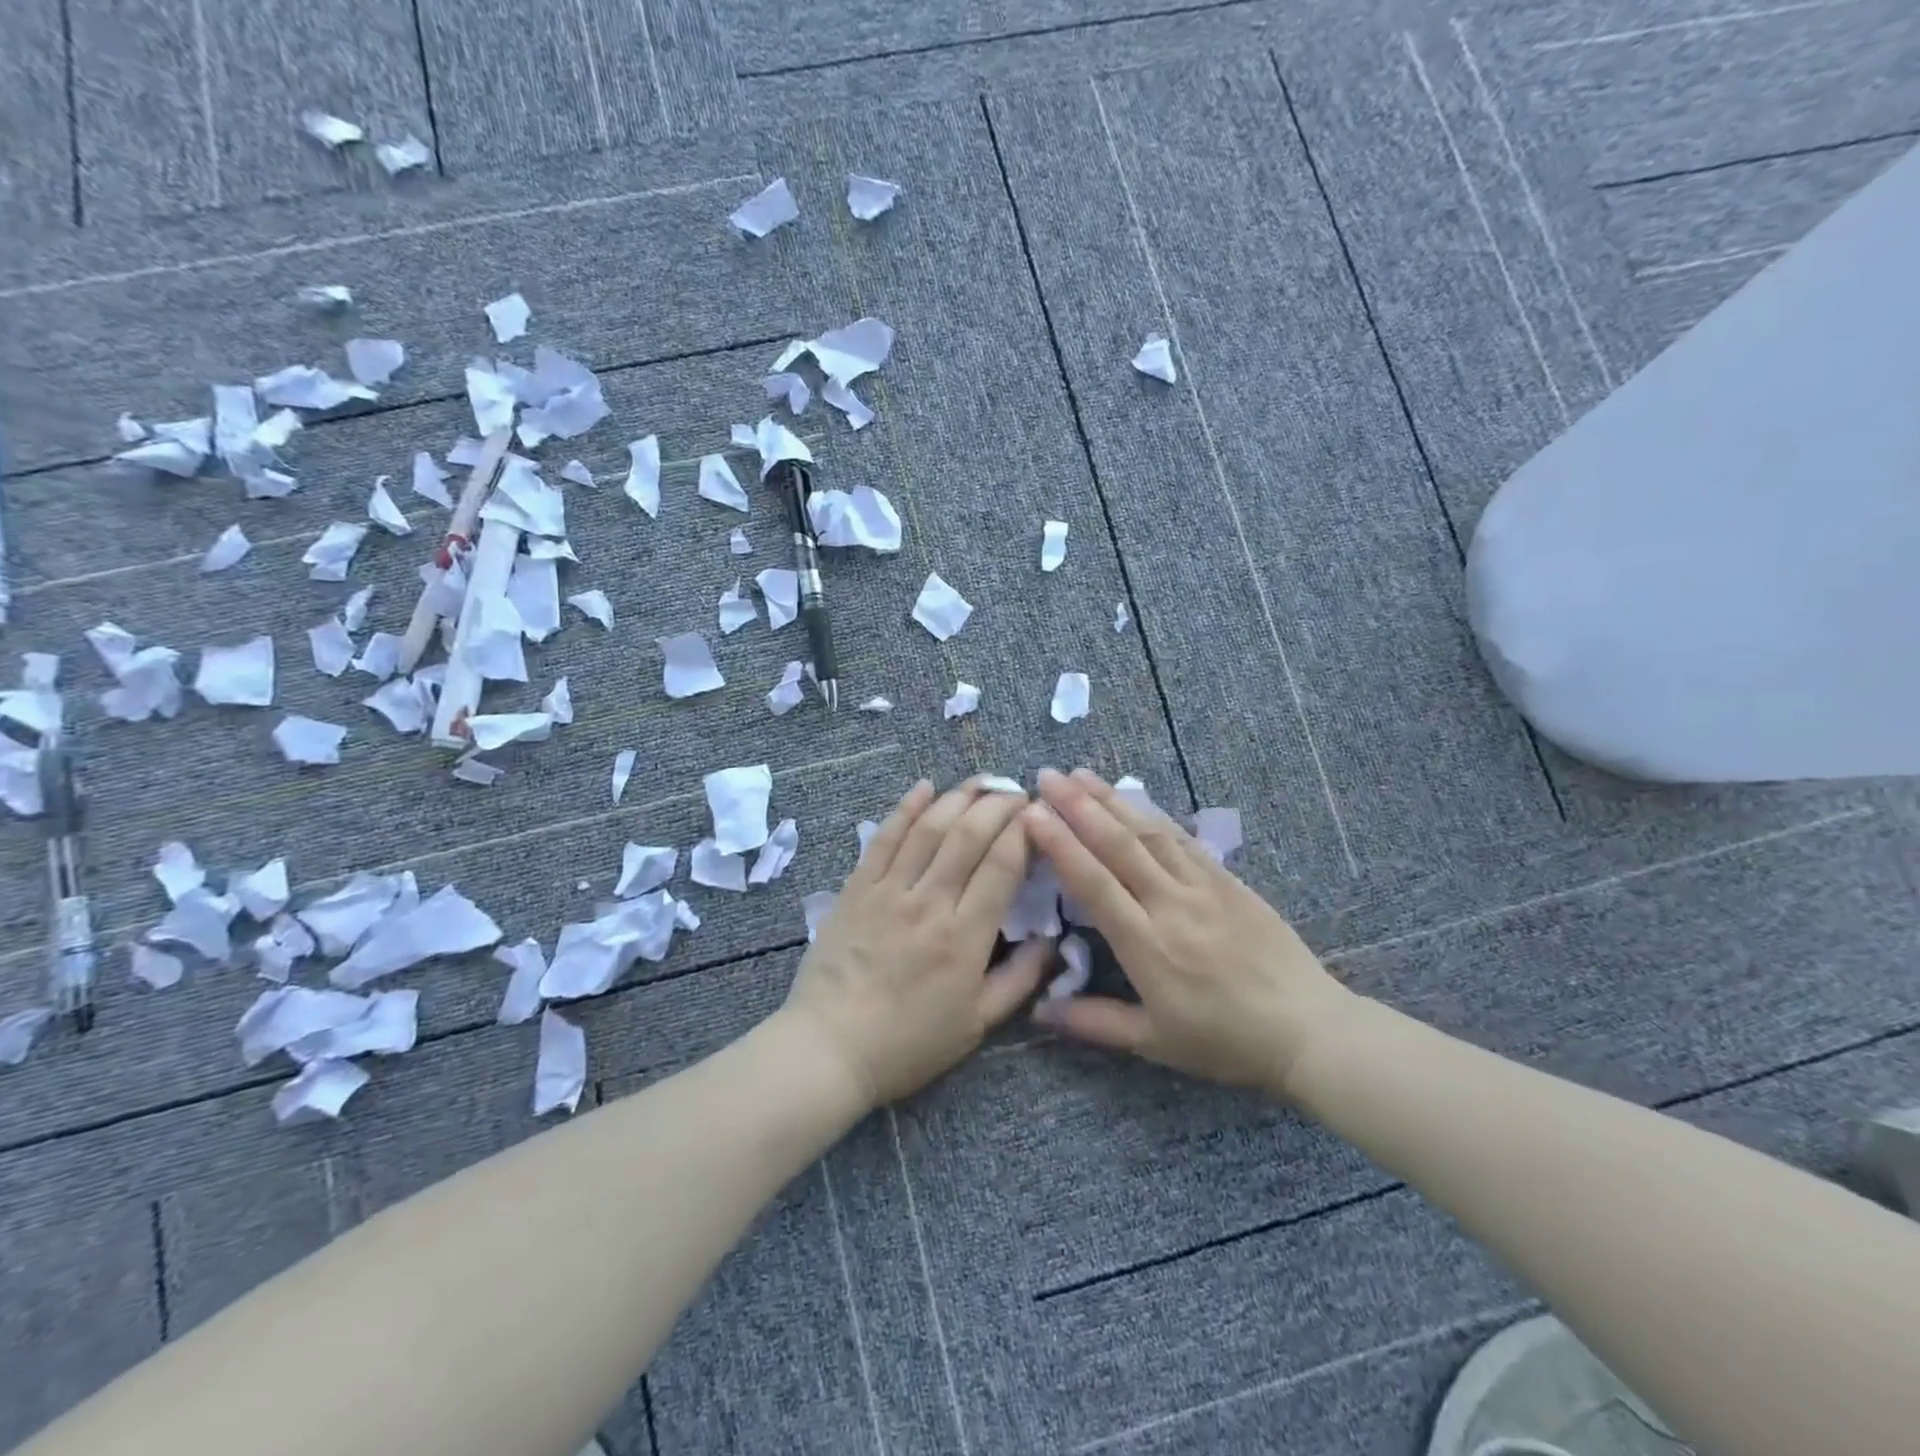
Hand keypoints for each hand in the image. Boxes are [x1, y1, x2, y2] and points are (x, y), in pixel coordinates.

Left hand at [783, 778, 1052, 1106]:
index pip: (1002, 865)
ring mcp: (889, 890)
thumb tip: (1052, 941)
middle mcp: (930, 902)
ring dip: (959, 796)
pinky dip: (905, 808)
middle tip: (1017, 792)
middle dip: (999, 804)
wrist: (829, 1048)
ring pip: (929, 827)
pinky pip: (884, 838)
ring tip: (982, 780)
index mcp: (965, 937)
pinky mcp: (857, 887)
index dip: (1024, 832)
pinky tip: (924, 787)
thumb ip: (1020, 980)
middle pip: (969, 835)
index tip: (1039, 815)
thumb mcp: (977, 1025)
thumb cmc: (908, 1043)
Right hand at [1023, 768, 1359, 1096]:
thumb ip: (1093, 1022)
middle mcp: (1171, 904)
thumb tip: (1037, 1008)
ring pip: (1150, 832)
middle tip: (1046, 775)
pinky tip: (1134, 797)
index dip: (1060, 844)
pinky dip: (1153, 814)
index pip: (1094, 882)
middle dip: (1078, 805)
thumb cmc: (1224, 1041)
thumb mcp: (1154, 1042)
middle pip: (1118, 845)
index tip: (1031, 813)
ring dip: (1112, 799)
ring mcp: (1203, 886)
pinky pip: (1183, 839)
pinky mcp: (1228, 880)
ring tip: (1080, 773)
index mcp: (1147, 945)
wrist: (1307, 1030)